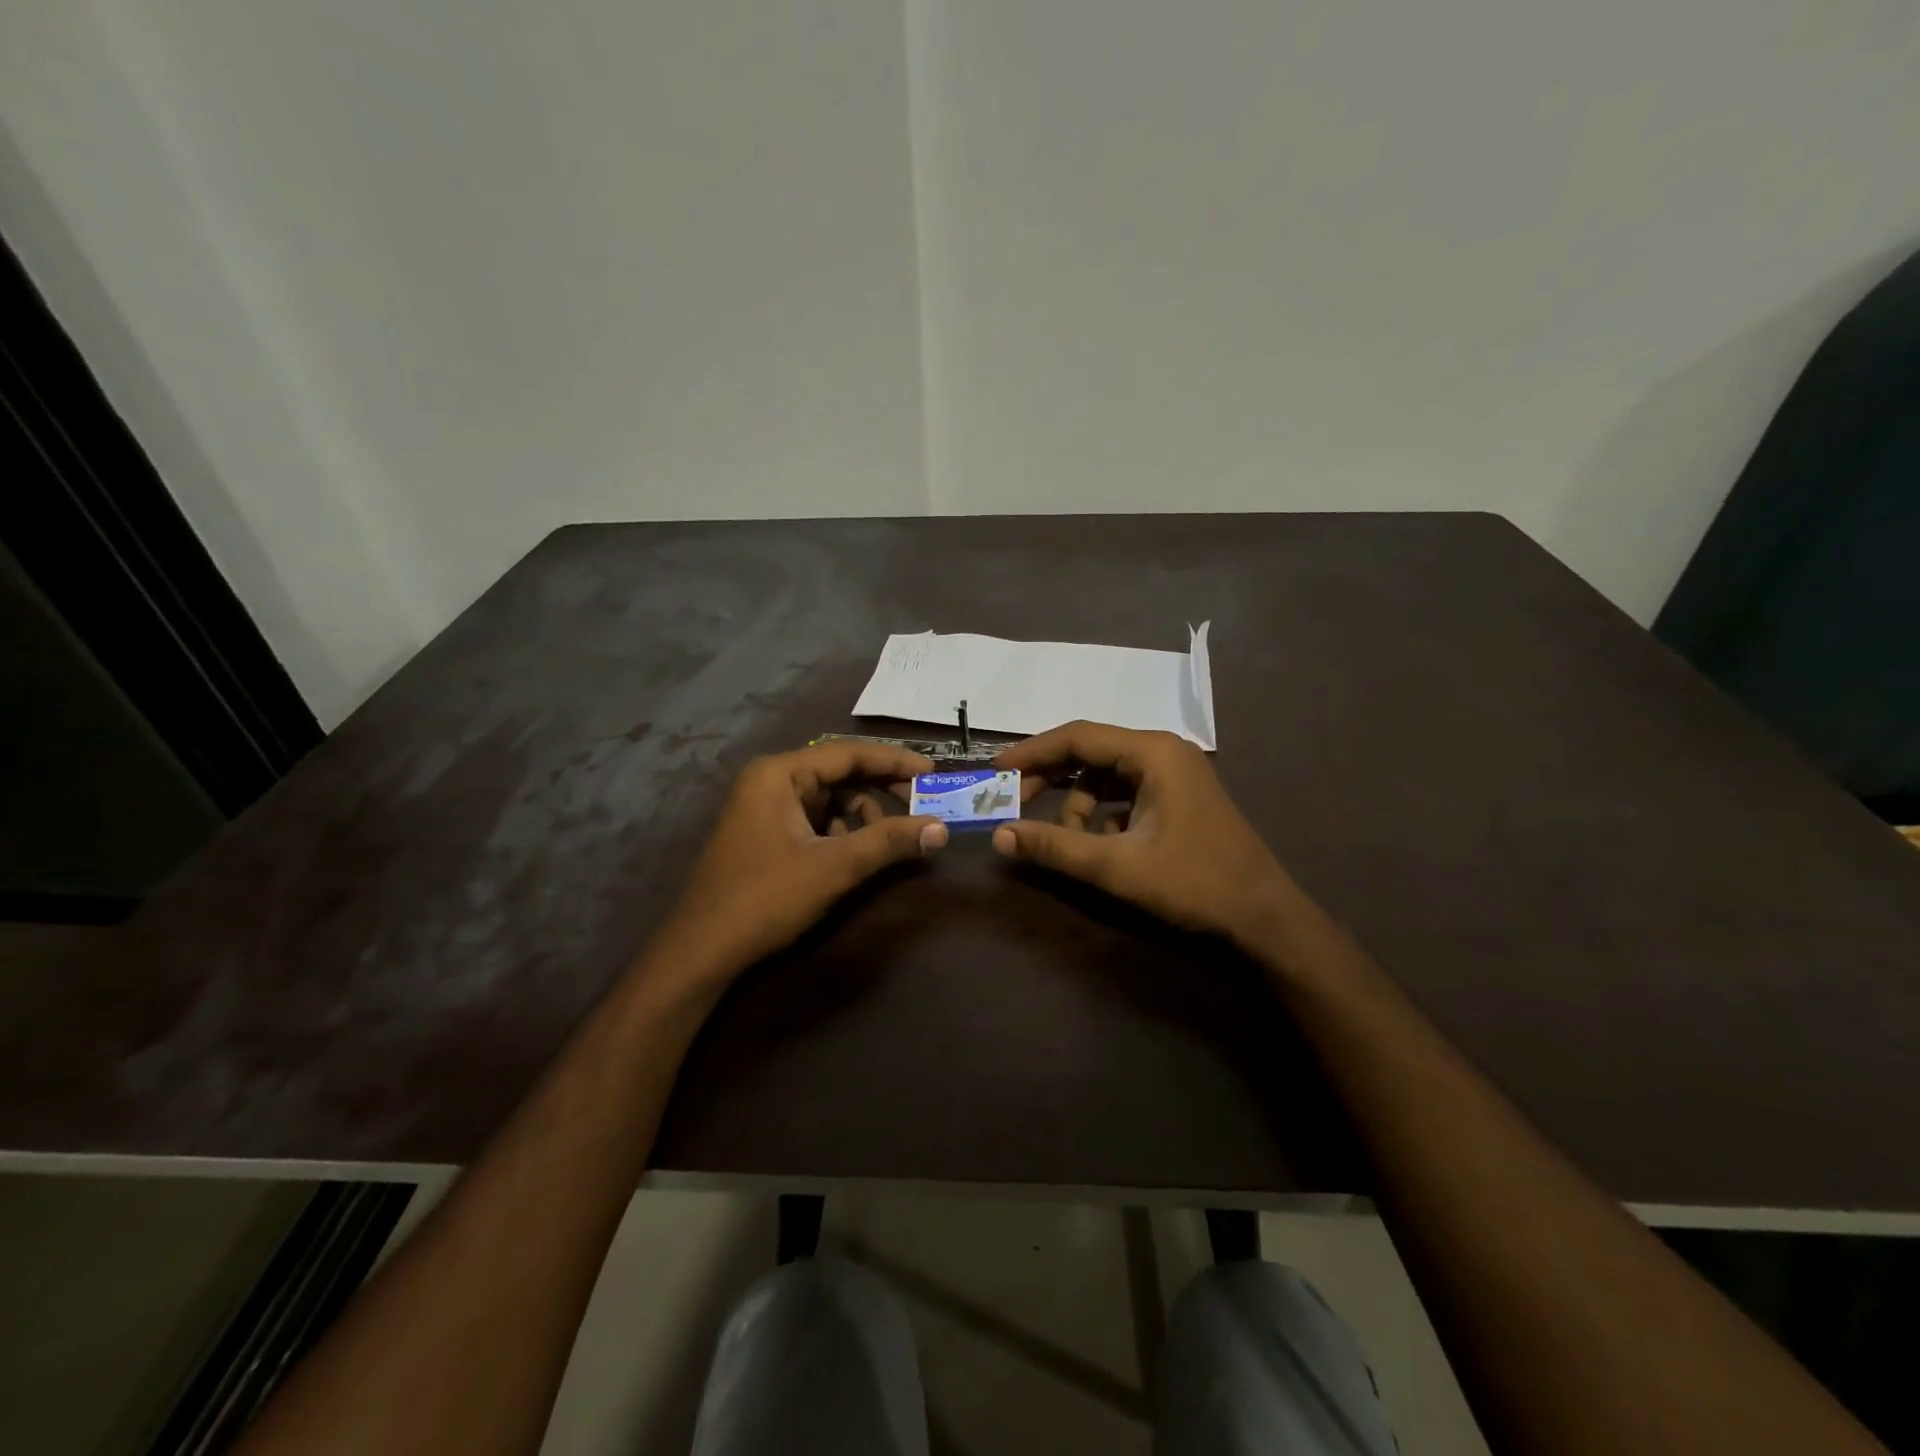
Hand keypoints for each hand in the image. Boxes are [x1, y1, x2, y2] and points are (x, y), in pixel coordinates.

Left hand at [646, 742, 948, 984]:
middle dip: (880, 791)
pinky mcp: (765, 833)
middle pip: (839, 773)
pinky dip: (841, 832)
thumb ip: (888, 842)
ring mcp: (764, 807)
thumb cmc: (765, 898)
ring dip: (862, 815)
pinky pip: (814, 819)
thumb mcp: (834, 867)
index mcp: (779, 773)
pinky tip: (853, 856)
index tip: (933, 774)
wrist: (702, 951)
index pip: (848, 753)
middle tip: (920, 807)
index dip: (894, 762)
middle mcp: (770, 781)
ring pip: (829, 798)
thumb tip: (941, 828)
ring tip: (886, 841)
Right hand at [991, 721, 1292, 947]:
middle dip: (1050, 776)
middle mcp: (1162, 751)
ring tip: (1066, 841)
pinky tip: (1098, 845)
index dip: (1031, 752)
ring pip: (1105, 775)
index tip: (995, 770)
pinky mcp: (1177, 795)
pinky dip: (1102, 814)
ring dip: (1077, 803)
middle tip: (1013, 801)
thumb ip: (1055, 848)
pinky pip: (1124, 792)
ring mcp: (1173, 773)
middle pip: (1089, 752)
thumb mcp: (1117, 867)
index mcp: (1152, 752)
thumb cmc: (1194, 883)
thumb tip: (1000, 836)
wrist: (1264, 916)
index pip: (1077, 737)